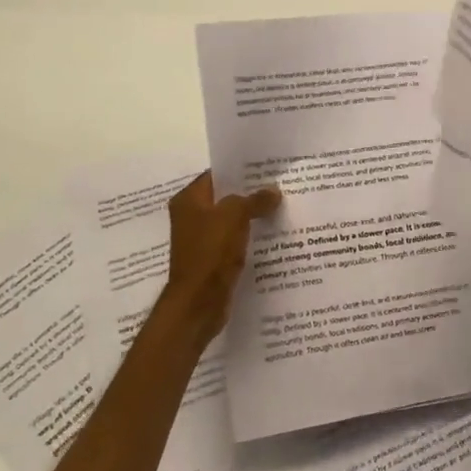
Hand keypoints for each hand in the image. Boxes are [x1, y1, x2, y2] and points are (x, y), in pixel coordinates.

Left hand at [158, 172, 281, 348]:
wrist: (198, 302)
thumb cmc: (210, 252)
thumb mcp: (234, 216)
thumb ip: (254, 199)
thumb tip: (273, 191)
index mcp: (189, 200)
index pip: (216, 175)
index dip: (240, 170)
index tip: (267, 168)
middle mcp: (191, 217)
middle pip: (225, 198)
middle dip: (251, 193)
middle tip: (280, 187)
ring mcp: (201, 240)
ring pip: (232, 221)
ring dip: (252, 217)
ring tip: (282, 208)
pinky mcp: (212, 260)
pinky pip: (234, 241)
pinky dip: (250, 238)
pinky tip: (273, 235)